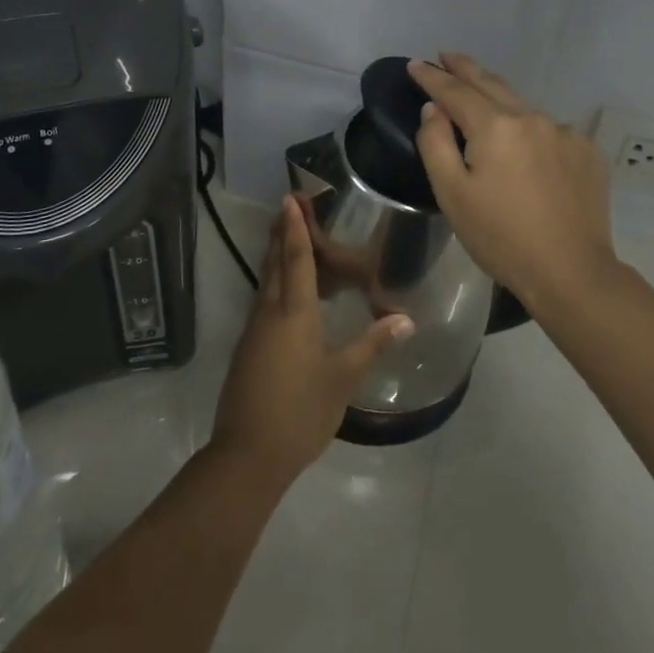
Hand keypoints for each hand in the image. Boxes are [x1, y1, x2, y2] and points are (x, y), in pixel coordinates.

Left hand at [211, 197, 413, 489]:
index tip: (290, 198)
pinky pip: (264, 301)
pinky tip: (289, 293)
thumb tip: (406, 318)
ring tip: (290, 238)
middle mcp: (269, 312)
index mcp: (293, 313)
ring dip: (276, 256)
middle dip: (281, 232)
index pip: (296, 258)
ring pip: (266, 281)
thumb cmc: (300, 411)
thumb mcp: (342, 379)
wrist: (248, 454)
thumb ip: (372, 345)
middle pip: (274, 262)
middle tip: (289, 206)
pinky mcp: (249, 348)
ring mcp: (254, 330)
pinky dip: (276, 283)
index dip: (295, 227)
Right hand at [407, 53, 619, 308]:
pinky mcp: (586, 151)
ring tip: (480, 96)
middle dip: (465, 68)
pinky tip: (523, 145)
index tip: (415, 63)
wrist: (571, 273)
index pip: (455, 91)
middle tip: (446, 55)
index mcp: (495, 126)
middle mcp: (532, 118)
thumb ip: (435, 143)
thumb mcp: (451, 193)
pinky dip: (528, 128)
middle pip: (491, 84)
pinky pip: (548, 129)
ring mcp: (565, 133)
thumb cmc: (500, 237)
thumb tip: (434, 109)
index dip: (432, 76)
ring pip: (522, 106)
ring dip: (497, 97)